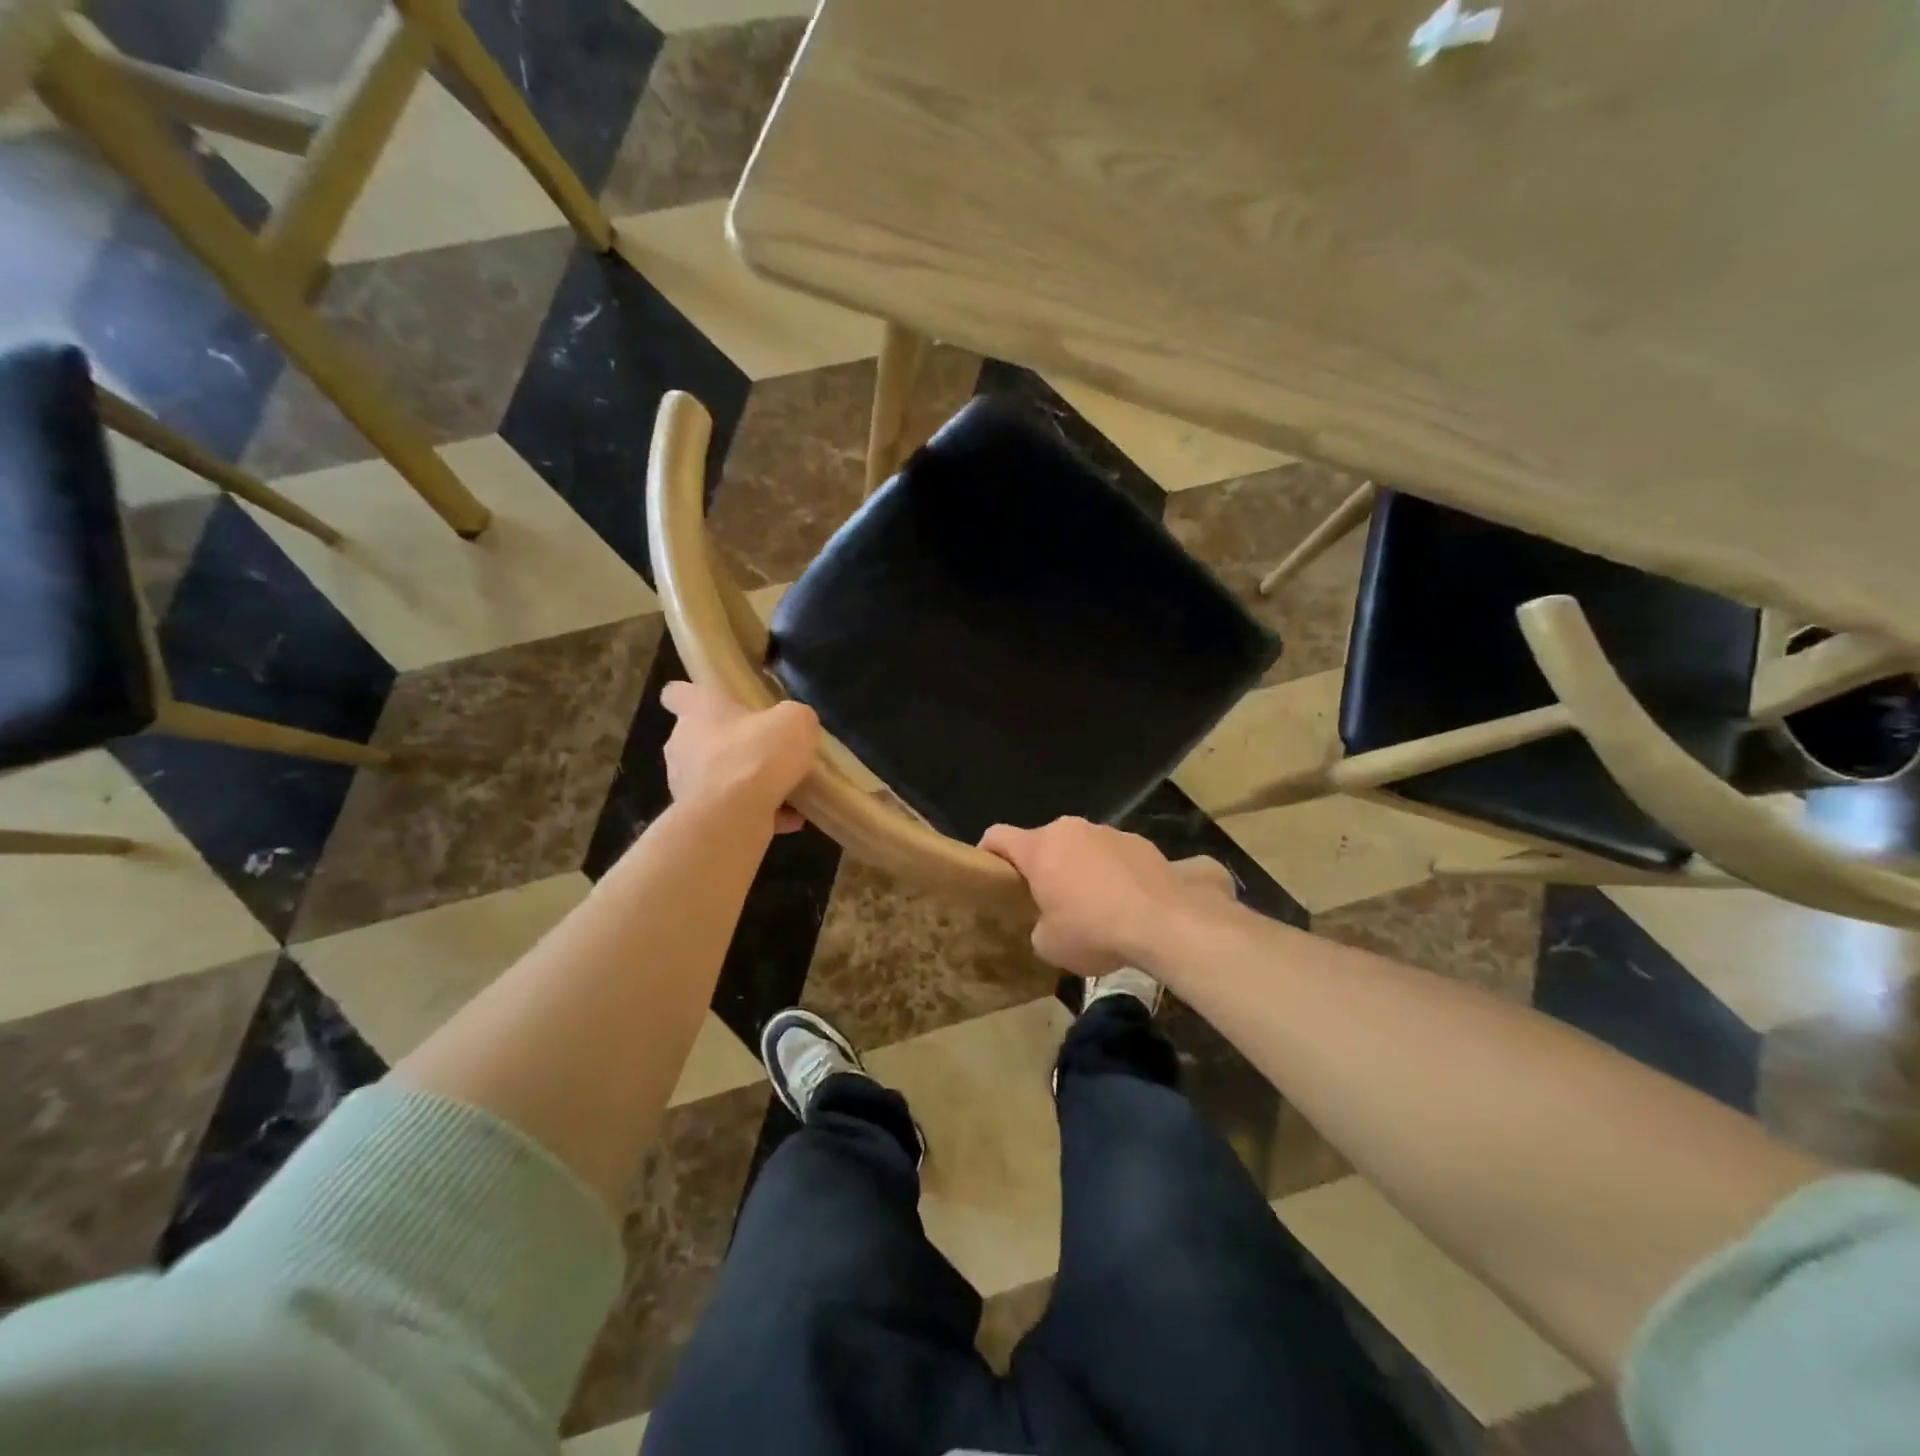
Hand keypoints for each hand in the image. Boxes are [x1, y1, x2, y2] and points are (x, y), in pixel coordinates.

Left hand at [661, 682, 819, 832]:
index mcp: (698, 711)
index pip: (676, 693)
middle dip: (729, 744)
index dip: (694, 695)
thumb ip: (794, 718)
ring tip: (782, 789)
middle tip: (764, 749)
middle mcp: (683, 745)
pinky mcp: (699, 818)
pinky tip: (790, 818)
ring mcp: (686, 785)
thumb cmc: (757, 755)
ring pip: (716, 778)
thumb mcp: (795, 721)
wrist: (733, 817)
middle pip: (699, 738)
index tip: (715, 700)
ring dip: (743, 782)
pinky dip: (758, 813)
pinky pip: (731, 810)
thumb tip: (793, 726)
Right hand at [979, 817, 1237, 976]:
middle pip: (1043, 843)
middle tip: (1048, 901)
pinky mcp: (1140, 842)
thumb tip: (1048, 922)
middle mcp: (1070, 830)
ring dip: (1078, 869)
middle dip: (1042, 868)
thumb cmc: (1094, 931)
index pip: (997, 836)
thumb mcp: (1049, 944)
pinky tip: (1125, 903)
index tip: (990, 873)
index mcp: (1039, 848)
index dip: (987, 852)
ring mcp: (1108, 832)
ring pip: (1080, 847)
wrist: (1164, 923)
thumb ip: (1038, 925)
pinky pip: (1113, 855)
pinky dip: (1111, 872)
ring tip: (1093, 906)